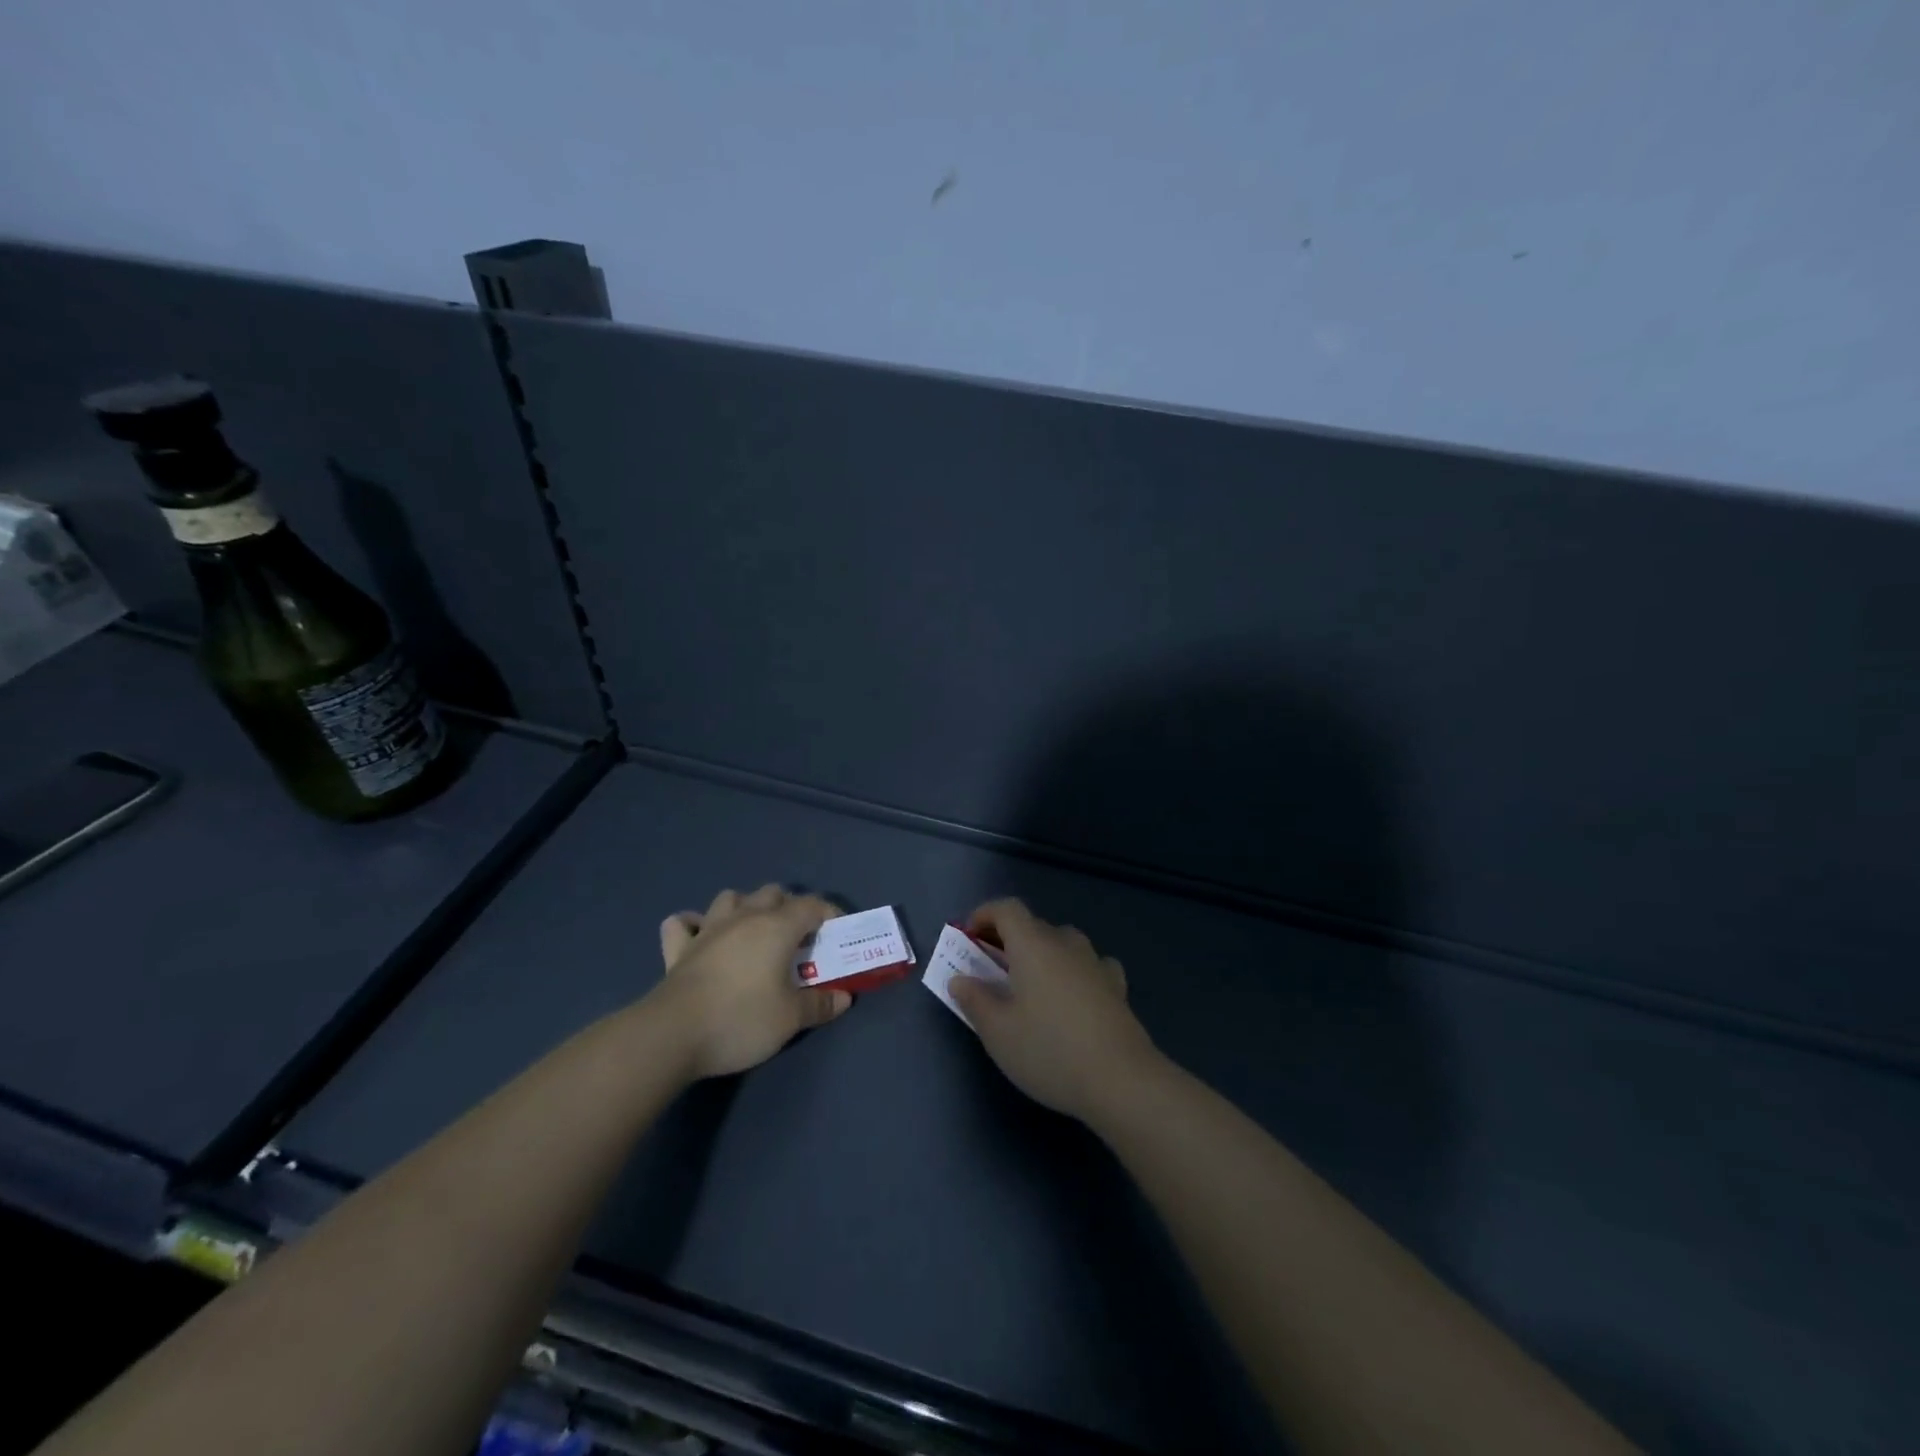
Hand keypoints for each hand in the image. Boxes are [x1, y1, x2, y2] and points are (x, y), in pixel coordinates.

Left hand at [648, 885, 852, 1078]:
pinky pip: (683, 923)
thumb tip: (843, 998)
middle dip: (789, 907)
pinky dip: (693, 924)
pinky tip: (700, 936)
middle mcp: (744, 918)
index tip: (837, 934)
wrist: (672, 1035)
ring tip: (753, 931)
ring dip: (745, 907)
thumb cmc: (741, 1019)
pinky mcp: (678, 949)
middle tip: (798, 937)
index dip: (829, 914)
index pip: (811, 905)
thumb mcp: (790, 1018)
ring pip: (730, 898)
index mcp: (776, 927)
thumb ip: (819, 1005)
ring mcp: (707, 929)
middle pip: (772, 893)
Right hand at [949, 898, 1163, 1122]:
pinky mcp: (1117, 986)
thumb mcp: (998, 1032)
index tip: (968, 936)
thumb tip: (960, 979)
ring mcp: (1095, 962)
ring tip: (1030, 983)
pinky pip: (1088, 964)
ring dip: (1042, 953)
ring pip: (1062, 943)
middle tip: (990, 968)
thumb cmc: (1048, 1050)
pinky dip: (1073, 970)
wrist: (1121, 1079)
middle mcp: (1065, 943)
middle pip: (1033, 925)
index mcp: (1033, 944)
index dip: (984, 914)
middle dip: (1007, 939)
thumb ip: (974, 1000)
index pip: (1007, 909)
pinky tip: (1072, 995)